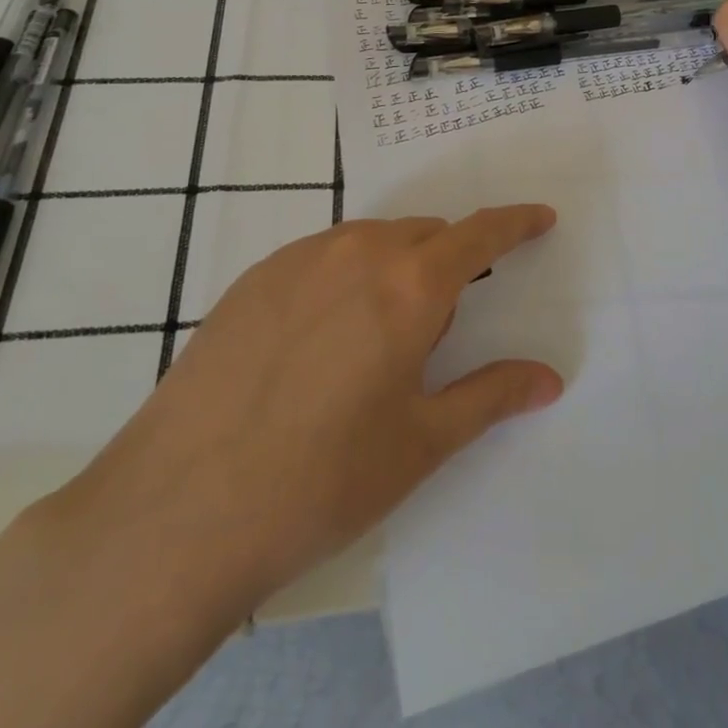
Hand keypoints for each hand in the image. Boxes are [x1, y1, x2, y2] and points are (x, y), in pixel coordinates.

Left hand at [52, 208, 564, 612]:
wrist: (179, 509)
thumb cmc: (321, 480)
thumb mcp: (420, 443)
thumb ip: (490, 396)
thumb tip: (549, 378)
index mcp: (410, 286)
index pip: (480, 234)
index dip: (515, 223)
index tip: (539, 218)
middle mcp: (359, 252)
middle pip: (425, 235)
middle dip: (449, 263)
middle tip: (438, 329)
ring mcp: (300, 258)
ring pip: (373, 240)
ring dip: (396, 267)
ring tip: (375, 340)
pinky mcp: (255, 276)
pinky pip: (324, 256)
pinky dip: (346, 276)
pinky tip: (320, 341)